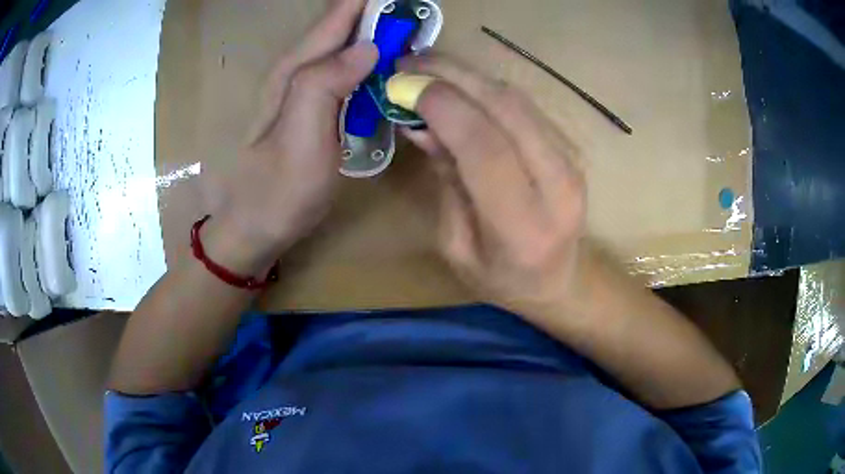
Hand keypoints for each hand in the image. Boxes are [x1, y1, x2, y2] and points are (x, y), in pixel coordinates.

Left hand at [206, 0, 377, 273]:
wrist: (255, 228)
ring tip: (403, 24)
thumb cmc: (278, 191)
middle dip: (372, 12)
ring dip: (372, 30)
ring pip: (342, 46)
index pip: (335, 20)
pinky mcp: (312, 109)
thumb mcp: (301, 140)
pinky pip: (344, 71)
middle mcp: (297, 73)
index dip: (365, 2)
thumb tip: (367, 46)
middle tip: (408, 10)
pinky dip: (366, 58)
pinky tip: (383, 59)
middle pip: (340, 27)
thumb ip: (326, 85)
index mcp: (294, 73)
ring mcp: (304, 91)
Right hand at [400, 57, 586, 313]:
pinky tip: (459, 86)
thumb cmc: (501, 278)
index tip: (402, 86)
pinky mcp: (571, 147)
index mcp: (523, 227)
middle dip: (452, 77)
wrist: (560, 281)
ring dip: (468, 76)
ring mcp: (572, 162)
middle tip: (408, 63)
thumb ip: (446, 181)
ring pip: (516, 99)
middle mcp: (558, 186)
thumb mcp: (456, 245)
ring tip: (427, 69)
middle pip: (506, 109)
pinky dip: (486, 88)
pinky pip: (524, 104)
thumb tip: (421, 123)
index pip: (485, 148)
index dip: (443, 107)